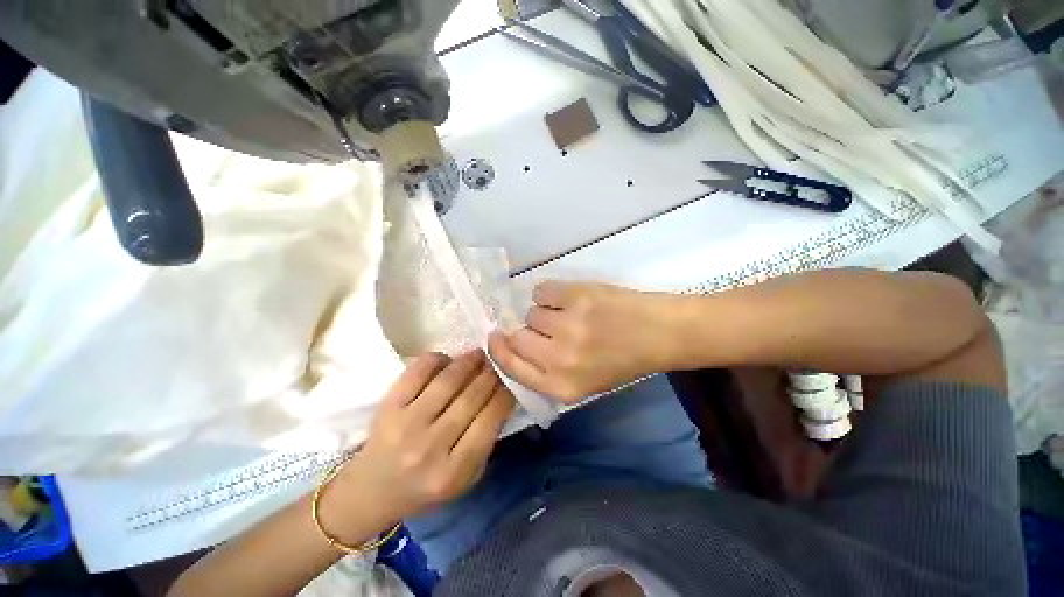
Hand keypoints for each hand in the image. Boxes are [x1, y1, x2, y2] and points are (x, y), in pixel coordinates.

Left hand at [338, 352, 514, 522]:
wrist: (372, 491)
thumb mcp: (466, 477)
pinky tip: (448, 360)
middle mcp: (429, 447)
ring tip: (479, 355)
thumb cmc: (426, 486)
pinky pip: (417, 373)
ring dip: (469, 362)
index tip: (510, 381)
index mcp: (453, 472)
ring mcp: (406, 425)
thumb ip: (486, 441)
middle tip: (497, 363)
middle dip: (491, 375)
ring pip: (447, 382)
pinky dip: (437, 360)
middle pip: (471, 398)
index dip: (504, 395)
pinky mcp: (387, 407)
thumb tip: (501, 396)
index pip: (489, 421)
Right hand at [488, 281, 681, 402]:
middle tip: (550, 326)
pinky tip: (571, 299)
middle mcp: (560, 360)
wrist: (660, 333)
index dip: (499, 349)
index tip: (495, 337)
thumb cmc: (621, 360)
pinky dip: (552, 294)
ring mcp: (568, 326)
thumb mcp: (582, 382)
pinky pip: (542, 291)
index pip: (511, 366)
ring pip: (531, 312)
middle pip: (516, 337)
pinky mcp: (576, 297)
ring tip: (571, 314)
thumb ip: (546, 371)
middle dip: (528, 331)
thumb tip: (512, 344)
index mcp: (562, 387)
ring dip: (546, 312)